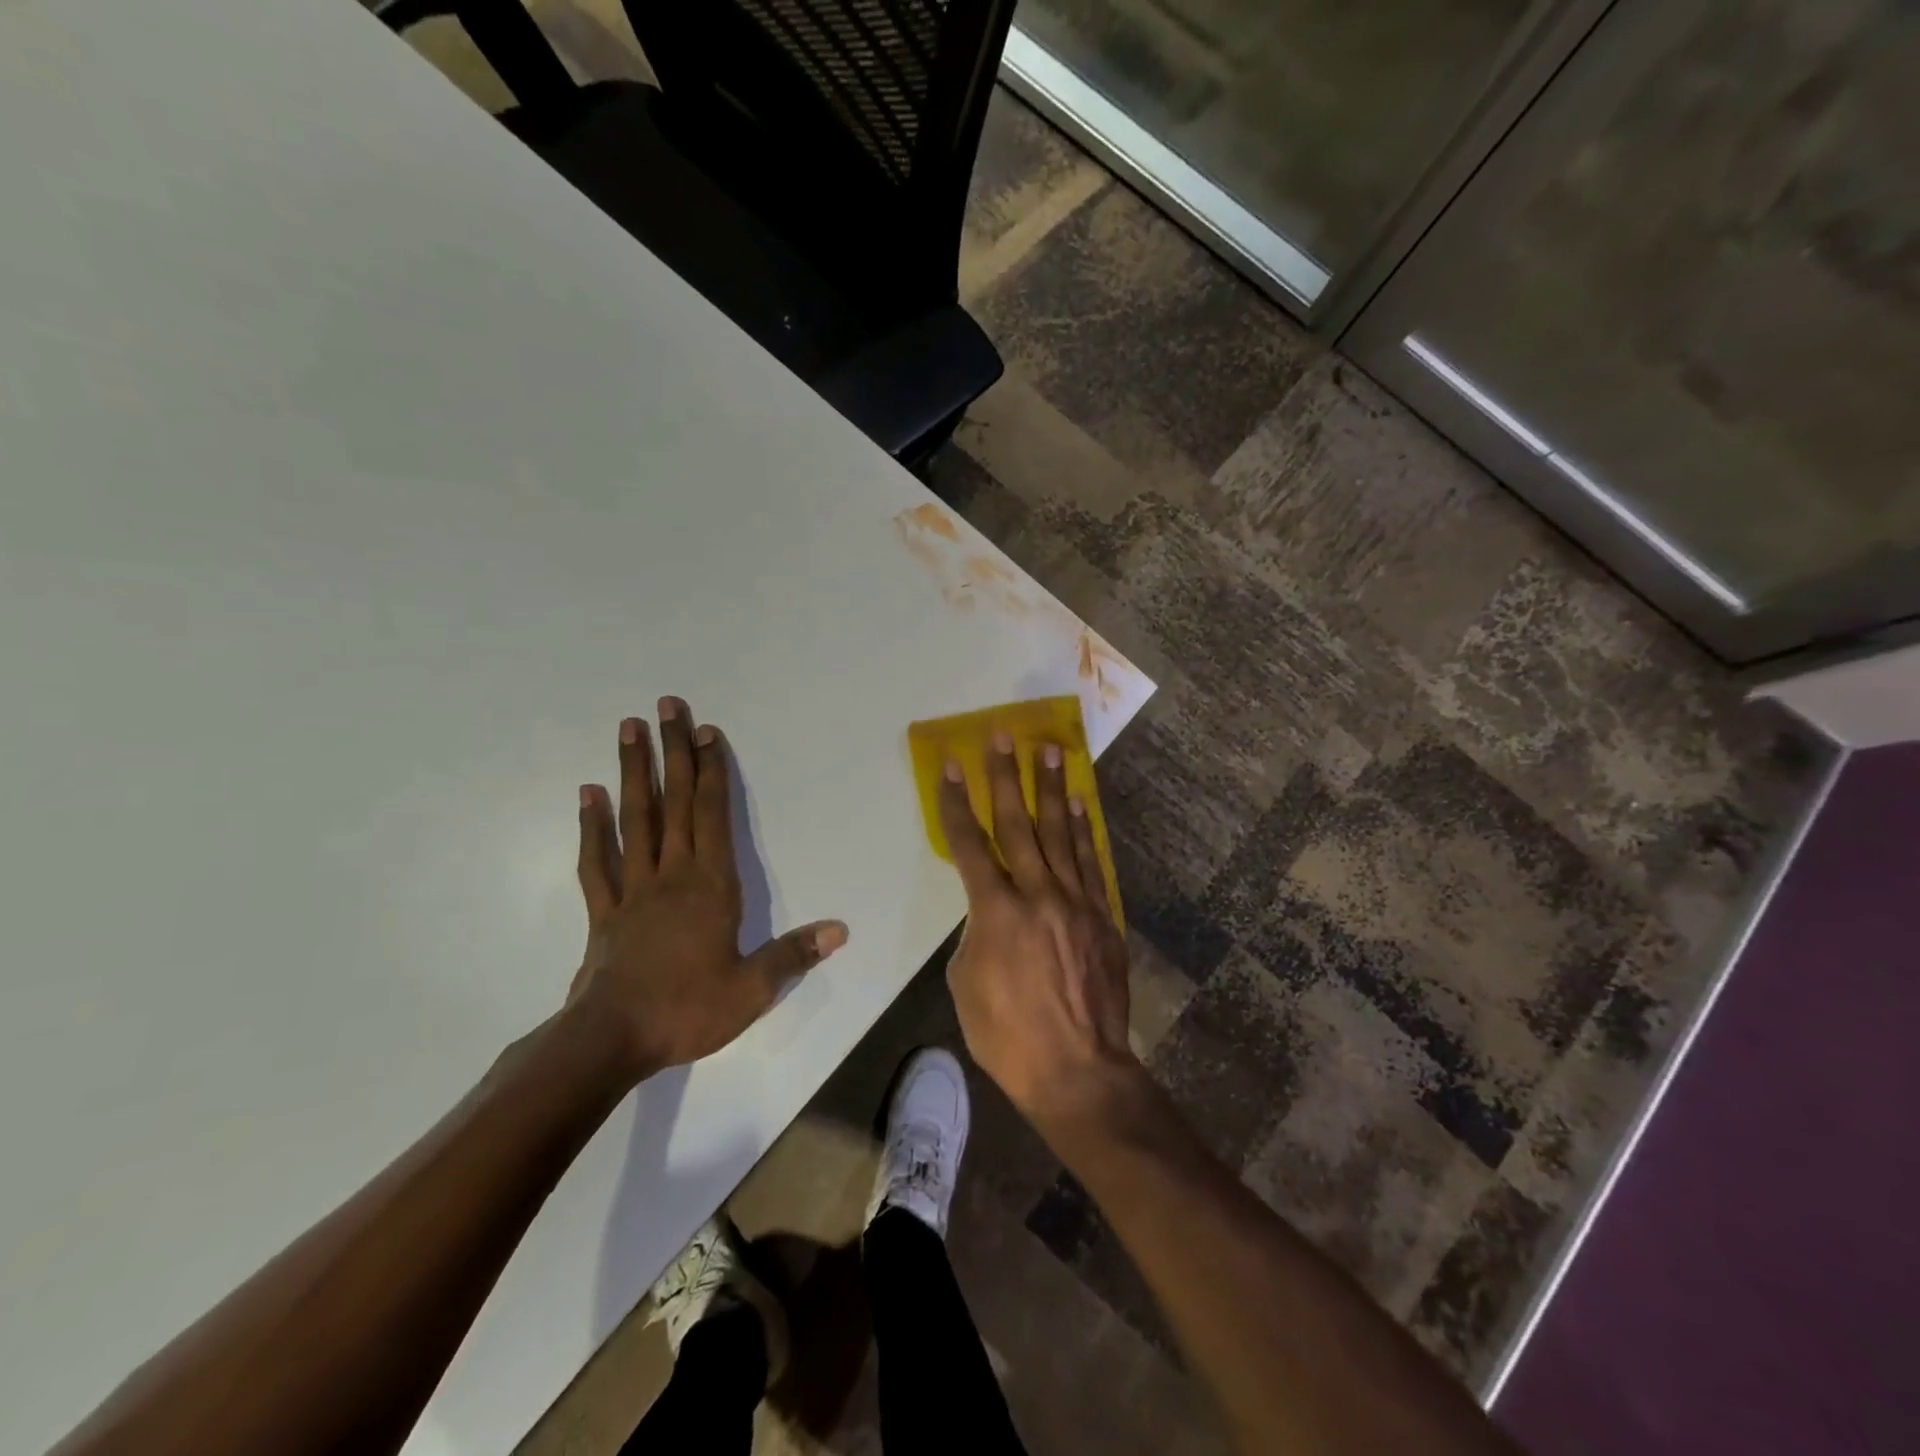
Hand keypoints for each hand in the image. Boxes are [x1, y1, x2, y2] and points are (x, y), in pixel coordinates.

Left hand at [571, 697, 847, 1079]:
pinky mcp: (604, 912)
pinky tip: (589, 795)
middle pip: (673, 803)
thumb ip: (793, 954)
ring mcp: (632, 890)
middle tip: (665, 706)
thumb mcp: (752, 990)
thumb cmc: (687, 1010)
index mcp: (710, 886)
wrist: (610, 1041)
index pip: (712, 815)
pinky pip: (596, 861)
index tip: (707, 731)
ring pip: (634, 819)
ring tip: (628, 729)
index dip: (711, 771)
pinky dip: (592, 826)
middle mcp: (671, 875)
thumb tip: (841, 930)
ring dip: (633, 772)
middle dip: (672, 752)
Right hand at [938, 732, 1139, 1127]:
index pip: (969, 844)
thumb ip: (975, 936)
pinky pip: (1090, 862)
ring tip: (1049, 750)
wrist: (1079, 1070)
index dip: (956, 802)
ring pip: (1060, 833)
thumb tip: (989, 915)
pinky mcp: (1102, 916)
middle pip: (1018, 823)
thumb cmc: (1008, 1036)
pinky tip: (1079, 803)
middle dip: (1006, 776)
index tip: (950, 764)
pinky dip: (1083, 829)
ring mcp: (1075, 902)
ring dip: (1051, 789)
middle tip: (1003, 736)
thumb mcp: (966, 985)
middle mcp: (1037, 894)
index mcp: (996, 911)